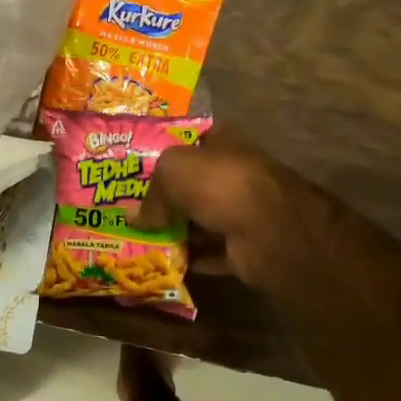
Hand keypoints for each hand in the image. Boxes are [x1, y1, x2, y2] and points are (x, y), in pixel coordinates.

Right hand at [138, 129, 400, 357]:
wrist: (269, 229)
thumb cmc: (219, 184)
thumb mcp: (172, 172)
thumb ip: (151, 192)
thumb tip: (133, 216)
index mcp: (223, 142)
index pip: (191, 138)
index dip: (165, 147)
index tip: (138, 165)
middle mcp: (235, 173)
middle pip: (194, 182)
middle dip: (167, 195)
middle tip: (131, 207)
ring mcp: (245, 210)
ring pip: (203, 218)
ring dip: (178, 229)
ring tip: (141, 237)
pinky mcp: (248, 245)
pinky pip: (213, 252)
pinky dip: (193, 258)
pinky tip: (165, 262)